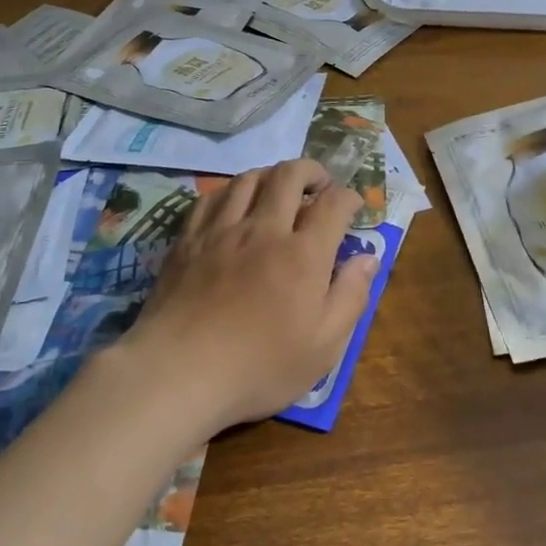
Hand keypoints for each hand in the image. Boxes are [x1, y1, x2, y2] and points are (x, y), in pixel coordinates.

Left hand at [120, 158, 377, 433]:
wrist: (177, 373)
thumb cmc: (258, 368)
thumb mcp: (323, 348)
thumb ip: (350, 297)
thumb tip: (368, 259)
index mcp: (303, 254)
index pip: (333, 204)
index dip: (349, 197)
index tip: (353, 207)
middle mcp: (264, 229)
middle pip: (290, 175)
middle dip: (312, 171)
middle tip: (319, 185)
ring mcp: (222, 230)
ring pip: (250, 178)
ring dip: (272, 175)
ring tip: (279, 190)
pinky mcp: (189, 239)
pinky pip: (212, 196)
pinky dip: (231, 190)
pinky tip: (234, 203)